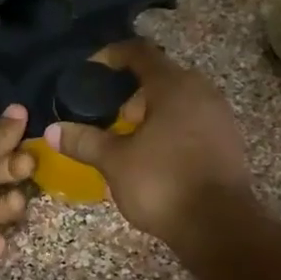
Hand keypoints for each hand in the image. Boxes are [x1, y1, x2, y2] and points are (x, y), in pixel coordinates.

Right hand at [46, 41, 252, 247]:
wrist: (220, 227)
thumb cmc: (163, 183)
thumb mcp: (114, 162)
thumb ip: (84, 141)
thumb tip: (52, 131)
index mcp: (173, 86)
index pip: (139, 52)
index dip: (112, 56)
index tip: (91, 71)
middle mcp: (201, 91)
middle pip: (161, 75)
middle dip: (130, 91)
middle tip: (107, 113)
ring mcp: (220, 116)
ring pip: (179, 99)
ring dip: (152, 110)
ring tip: (127, 136)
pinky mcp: (228, 141)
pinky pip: (193, 120)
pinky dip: (171, 126)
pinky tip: (154, 154)